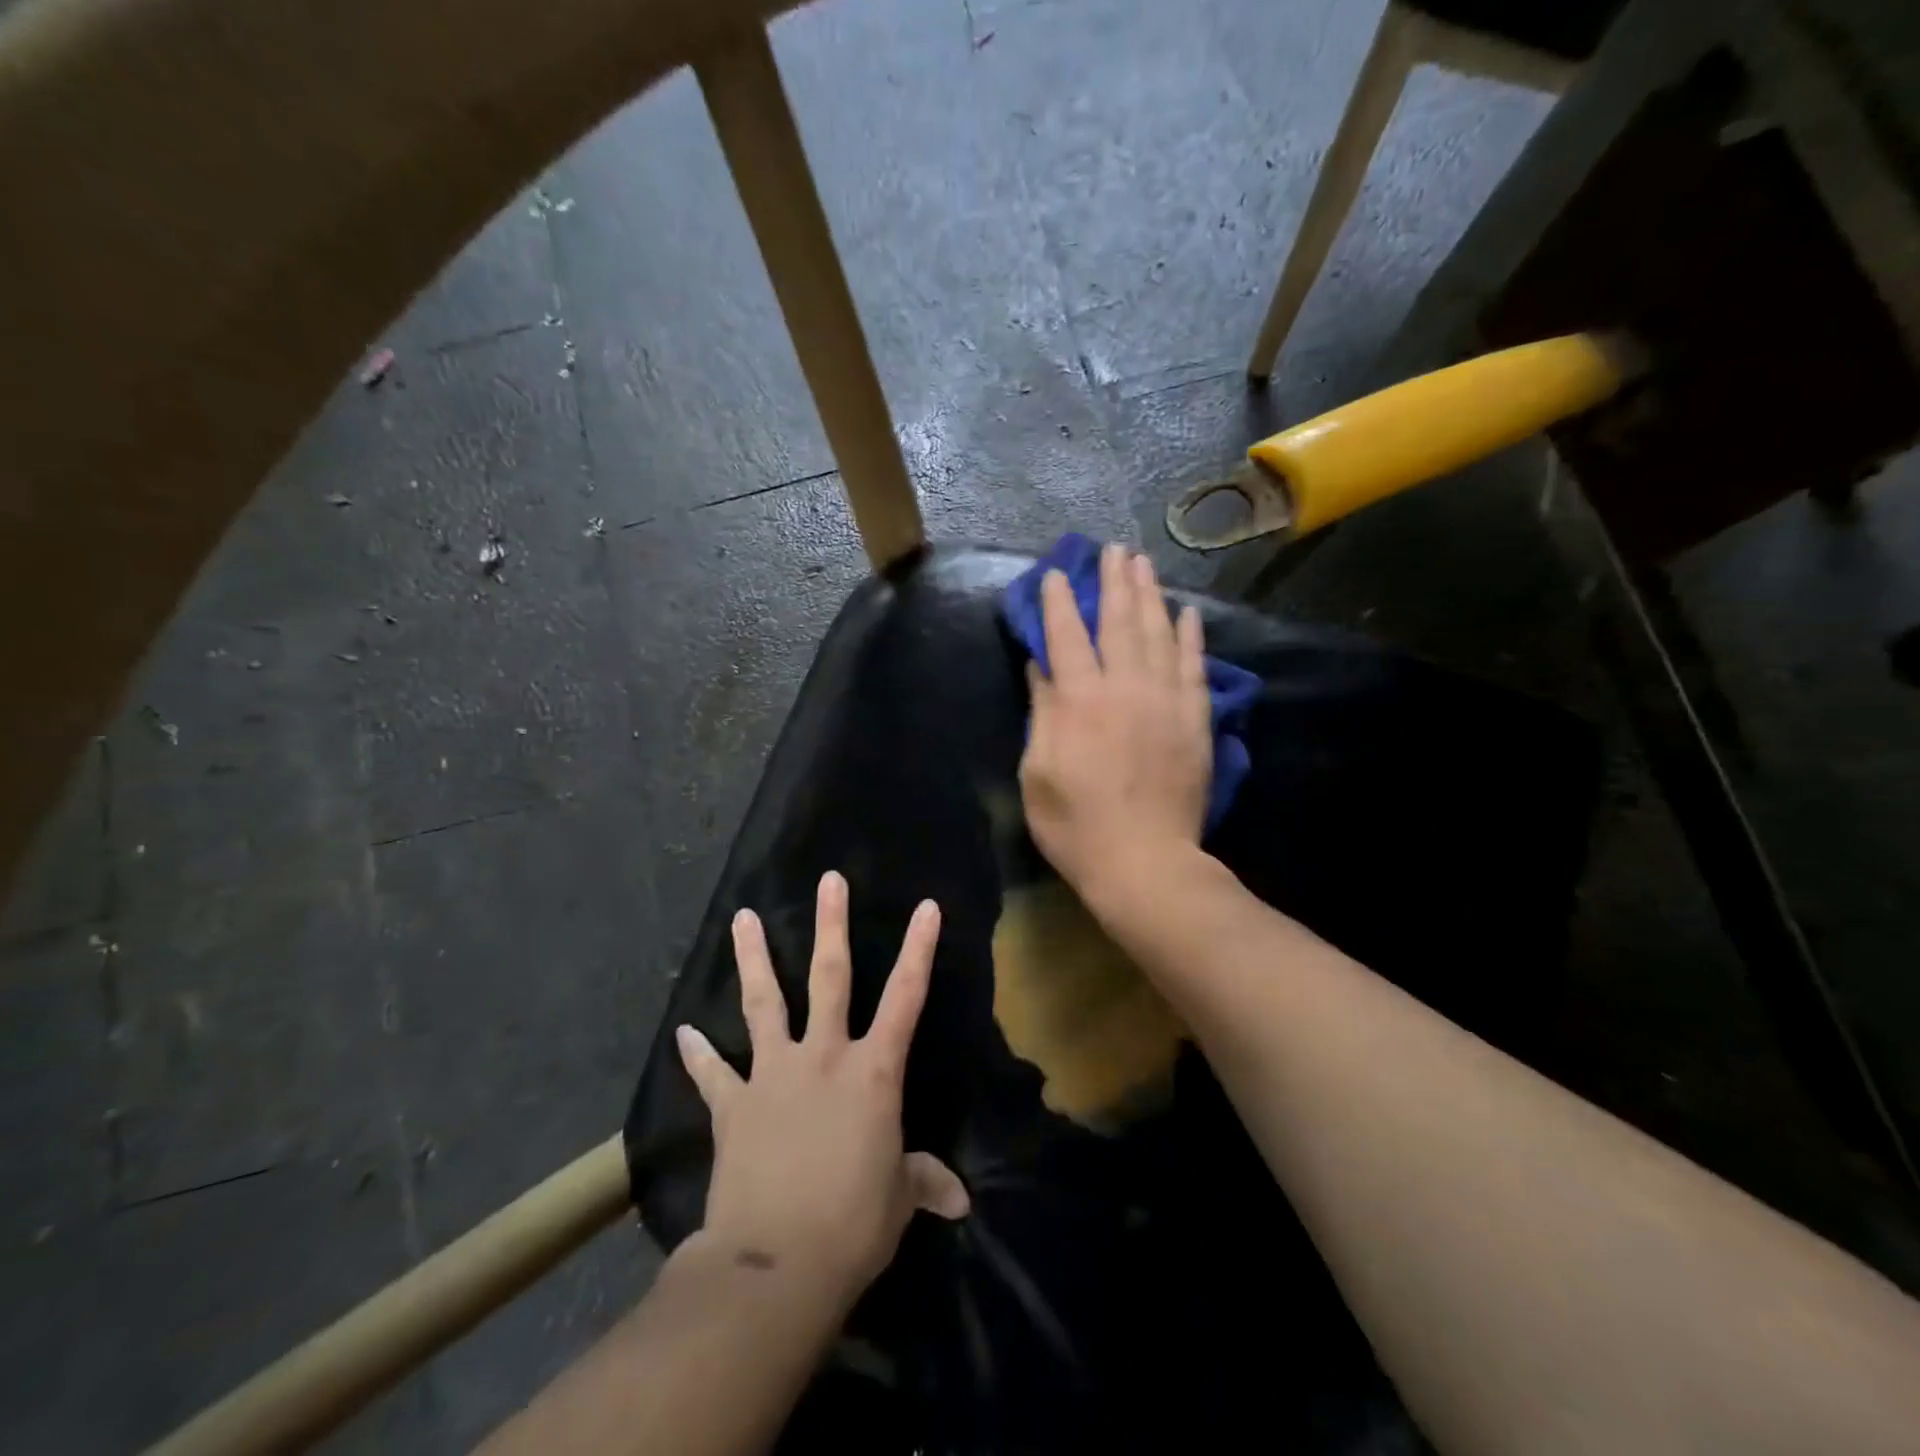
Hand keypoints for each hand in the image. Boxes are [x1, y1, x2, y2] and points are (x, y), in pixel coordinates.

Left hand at [675, 871, 969, 1301]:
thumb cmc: (852, 1224)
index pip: (906, 998)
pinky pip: (713, 1073)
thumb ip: (923, 1183)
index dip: (918, 950)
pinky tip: (683, 1034)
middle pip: (829, 977)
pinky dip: (698, 1055)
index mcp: (872, 1072)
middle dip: (831, 925)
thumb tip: (961, 1200)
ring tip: (741, 918)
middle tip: (828, 880)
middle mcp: (823, 1056)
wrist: (774, 1264)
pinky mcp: (734, 1105)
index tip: (926, 906)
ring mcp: (773, 1074)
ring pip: (765, 1003)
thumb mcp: (898, 1201)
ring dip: (753, 959)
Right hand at [1020, 543, 1211, 898]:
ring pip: (1159, 634)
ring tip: (1144, 565)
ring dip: (1150, 595)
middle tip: (1114, 550)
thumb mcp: (1038, 772)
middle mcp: (1125, 688)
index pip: (1067, 636)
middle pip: (1119, 622)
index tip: (1055, 575)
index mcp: (1080, 700)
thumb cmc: (1075, 825)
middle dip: (1114, 582)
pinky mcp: (1194, 720)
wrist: (1144, 862)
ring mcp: (1165, 701)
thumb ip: (1042, 712)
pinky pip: (1194, 666)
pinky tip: (1187, 613)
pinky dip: (1190, 636)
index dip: (1058, 602)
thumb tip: (1041, 666)